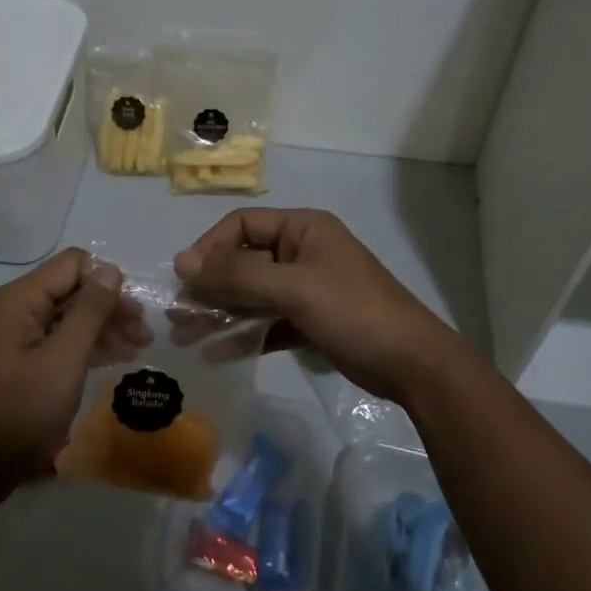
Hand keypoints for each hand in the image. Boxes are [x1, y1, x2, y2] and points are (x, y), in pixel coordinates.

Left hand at [0, 249, 122, 492]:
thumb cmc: (20, 411)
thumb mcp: (64, 360)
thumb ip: (90, 311)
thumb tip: (112, 269)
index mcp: (20, 299)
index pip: (74, 264)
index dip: (107, 281)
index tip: (134, 312)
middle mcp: (15, 309)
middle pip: (73, 290)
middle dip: (111, 307)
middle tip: (145, 334)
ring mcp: (15, 336)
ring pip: (69, 317)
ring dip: (104, 328)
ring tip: (139, 347)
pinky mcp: (19, 361)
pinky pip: (58, 340)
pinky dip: (87, 346)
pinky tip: (115, 358)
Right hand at [174, 209, 454, 403]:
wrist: (412, 364)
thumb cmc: (353, 312)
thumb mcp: (293, 288)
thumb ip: (237, 275)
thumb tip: (182, 263)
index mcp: (302, 229)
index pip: (242, 225)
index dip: (210, 248)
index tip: (186, 279)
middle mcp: (302, 252)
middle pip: (243, 262)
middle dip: (210, 287)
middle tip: (177, 315)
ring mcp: (306, 288)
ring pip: (252, 295)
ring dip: (221, 312)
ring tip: (185, 336)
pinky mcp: (310, 320)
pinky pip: (267, 321)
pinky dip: (244, 334)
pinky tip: (216, 352)